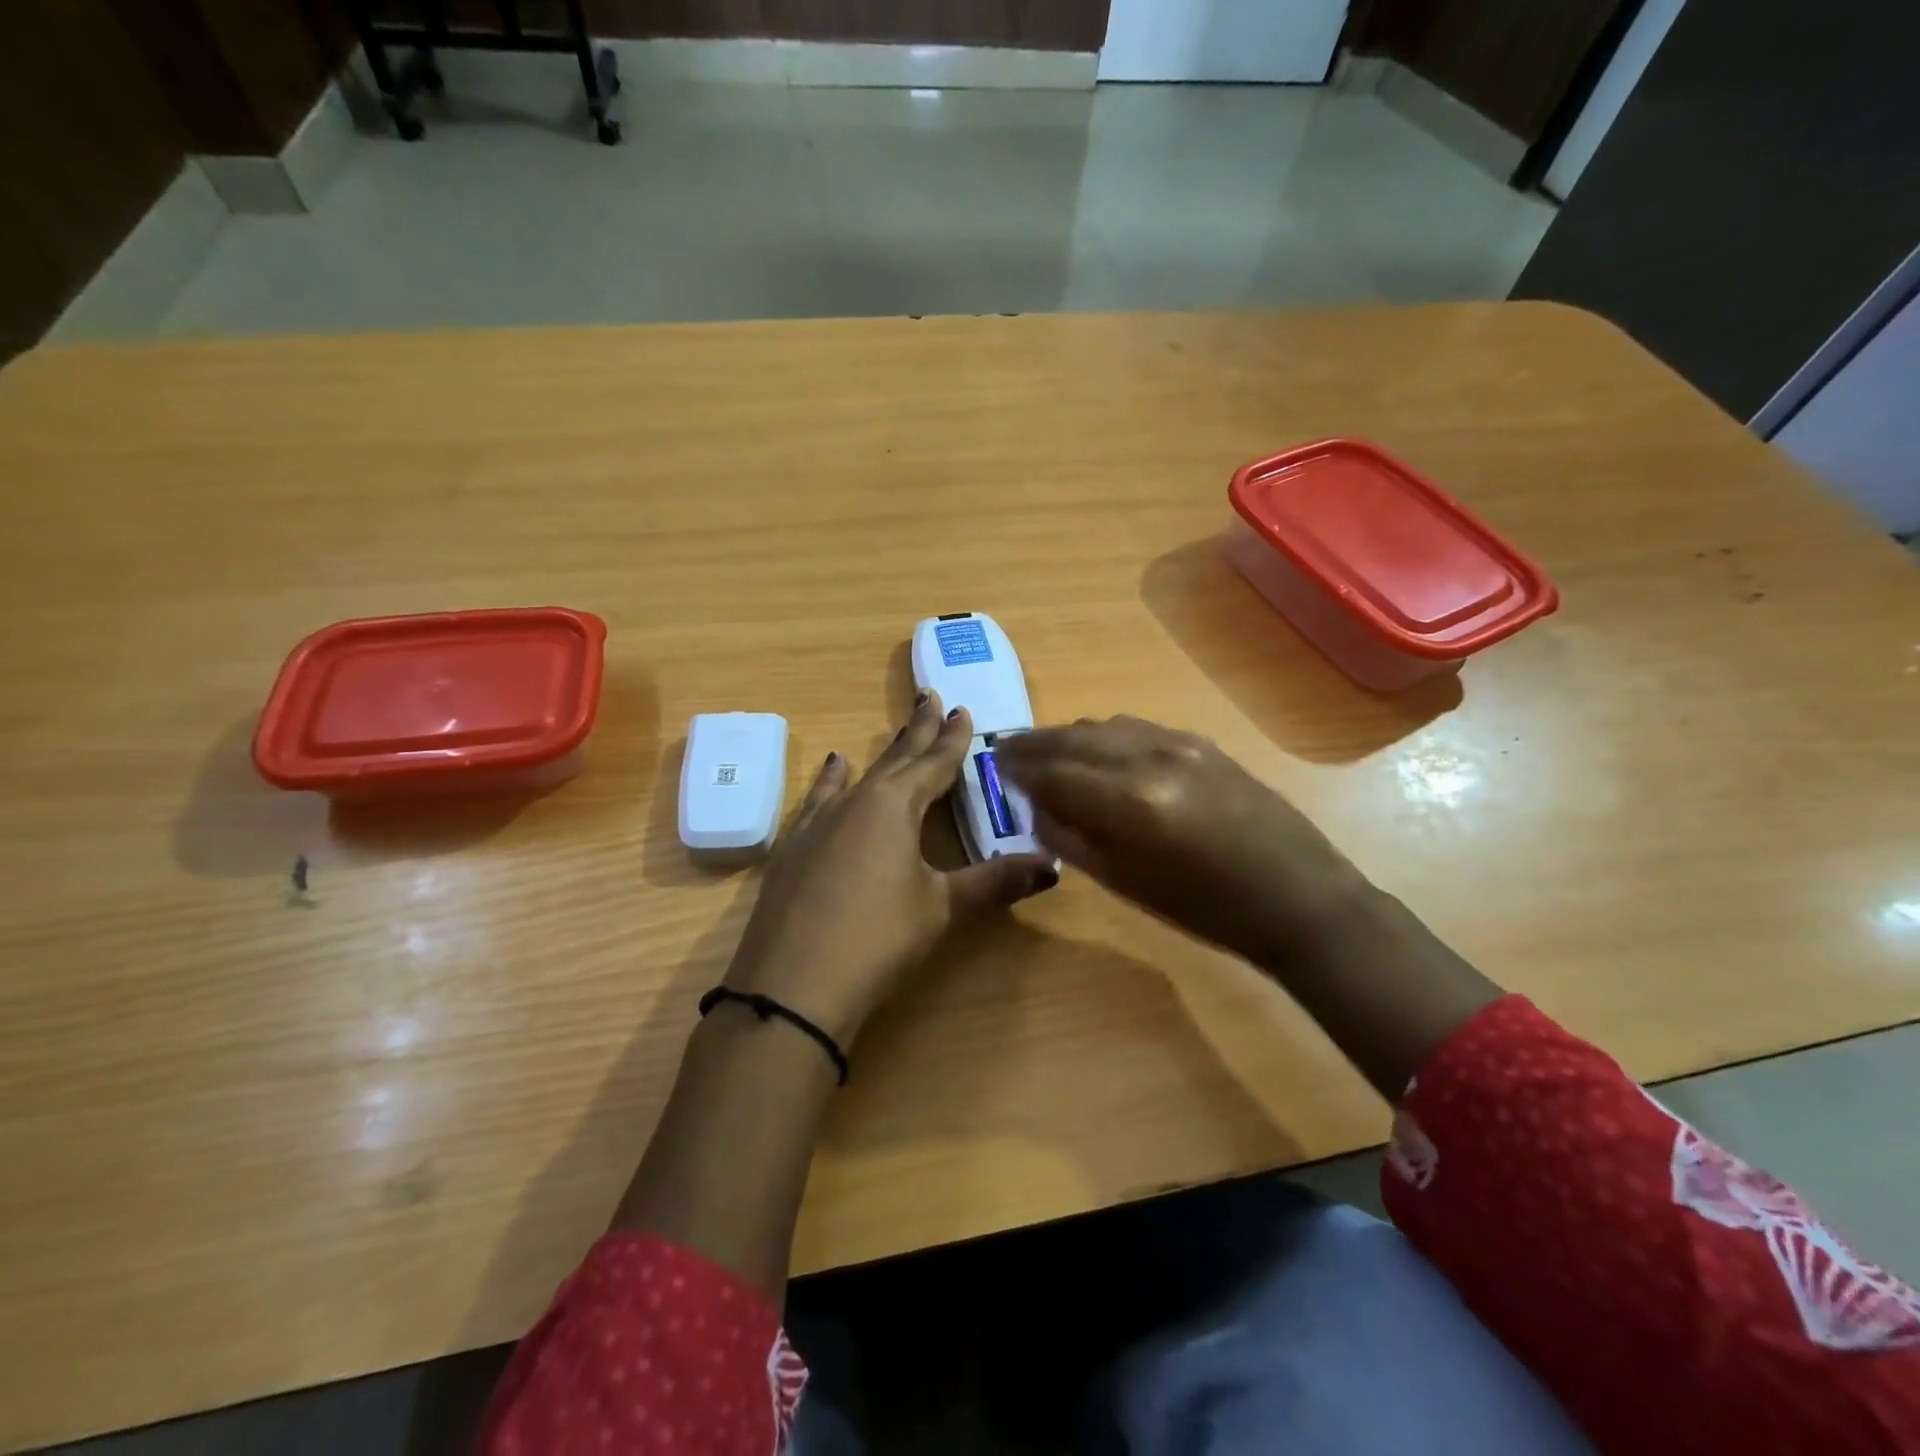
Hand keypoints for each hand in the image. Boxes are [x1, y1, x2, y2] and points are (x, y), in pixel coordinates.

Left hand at [723, 691, 1057, 1045]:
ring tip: (891, 730)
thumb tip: (1052, 867)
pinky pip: (819, 800)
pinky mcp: (793, 848)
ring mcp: (818, 824)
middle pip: (896, 760)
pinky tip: (833, 770)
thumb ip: (994, 883)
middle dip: (918, 731)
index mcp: (895, 807)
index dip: (952, 740)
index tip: (963, 711)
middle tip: (931, 698)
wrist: (792, 986)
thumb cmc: (878, 939)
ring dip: (880, 755)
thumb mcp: (942, 909)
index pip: (933, 764)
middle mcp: (856, 803)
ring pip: (858, 776)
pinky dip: (831, 782)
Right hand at [997, 716, 1367, 963]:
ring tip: (1048, 752)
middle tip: (1007, 751)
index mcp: (1127, 801)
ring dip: (1069, 737)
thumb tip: (1037, 808)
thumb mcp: (1124, 884)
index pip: (1052, 771)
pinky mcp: (1201, 743)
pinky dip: (1105, 736)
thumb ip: (1071, 839)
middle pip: (1073, 737)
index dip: (1018, 768)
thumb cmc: (1205, 909)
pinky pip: (1137, 728)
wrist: (1296, 897)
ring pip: (1104, 726)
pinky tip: (1099, 751)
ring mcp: (1179, 744)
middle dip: (1034, 743)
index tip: (994, 766)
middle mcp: (1148, 758)